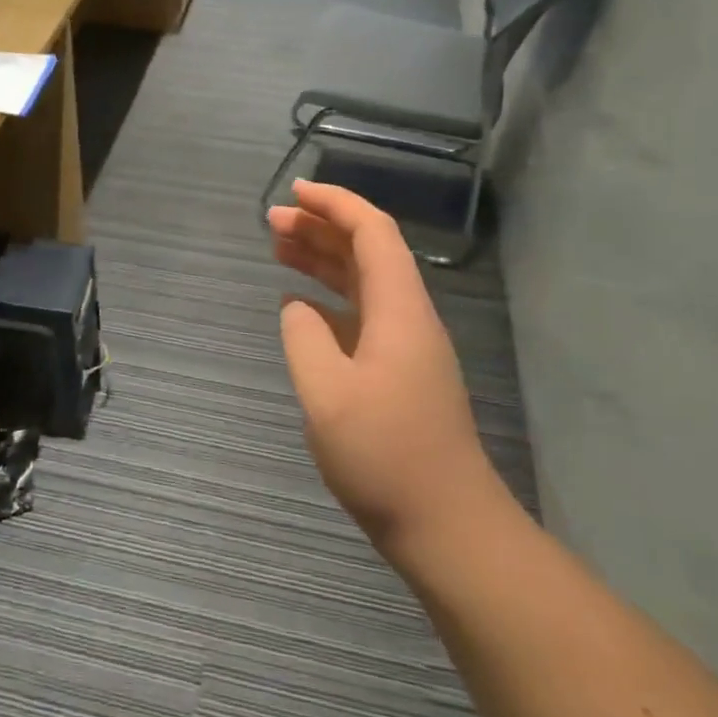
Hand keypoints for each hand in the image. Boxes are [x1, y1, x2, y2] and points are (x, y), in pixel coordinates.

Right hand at [269, 181, 505, 562]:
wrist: (446, 525)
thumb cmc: (386, 456)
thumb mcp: (327, 394)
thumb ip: (303, 338)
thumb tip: (296, 308)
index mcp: (399, 309)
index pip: (372, 232)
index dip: (335, 204)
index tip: (294, 192)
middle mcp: (408, 318)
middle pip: (367, 253)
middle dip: (320, 229)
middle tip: (271, 223)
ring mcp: (407, 347)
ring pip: (363, 284)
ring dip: (323, 262)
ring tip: (278, 250)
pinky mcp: (399, 374)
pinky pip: (361, 316)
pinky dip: (328, 300)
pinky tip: (300, 308)